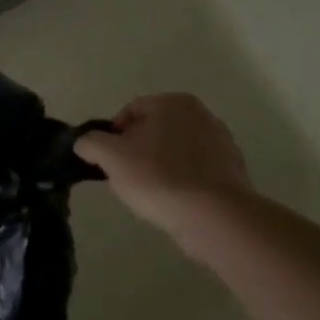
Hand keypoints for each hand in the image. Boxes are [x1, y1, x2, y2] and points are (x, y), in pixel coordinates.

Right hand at [73, 93, 252, 229]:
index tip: (109, 162)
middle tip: (127, 177)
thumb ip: (90, 142)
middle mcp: (201, 113)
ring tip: (152, 192)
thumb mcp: (110, 157)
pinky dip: (182, 180)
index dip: (112, 137)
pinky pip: (195, 170)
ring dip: (160, 166)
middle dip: (137, 151)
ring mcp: (222, 141)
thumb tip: (86, 143)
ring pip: (174, 151)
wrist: (214, 216)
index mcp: (172, 102)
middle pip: (153, 130)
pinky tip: (175, 200)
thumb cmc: (158, 177)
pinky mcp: (233, 170)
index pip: (129, 112)